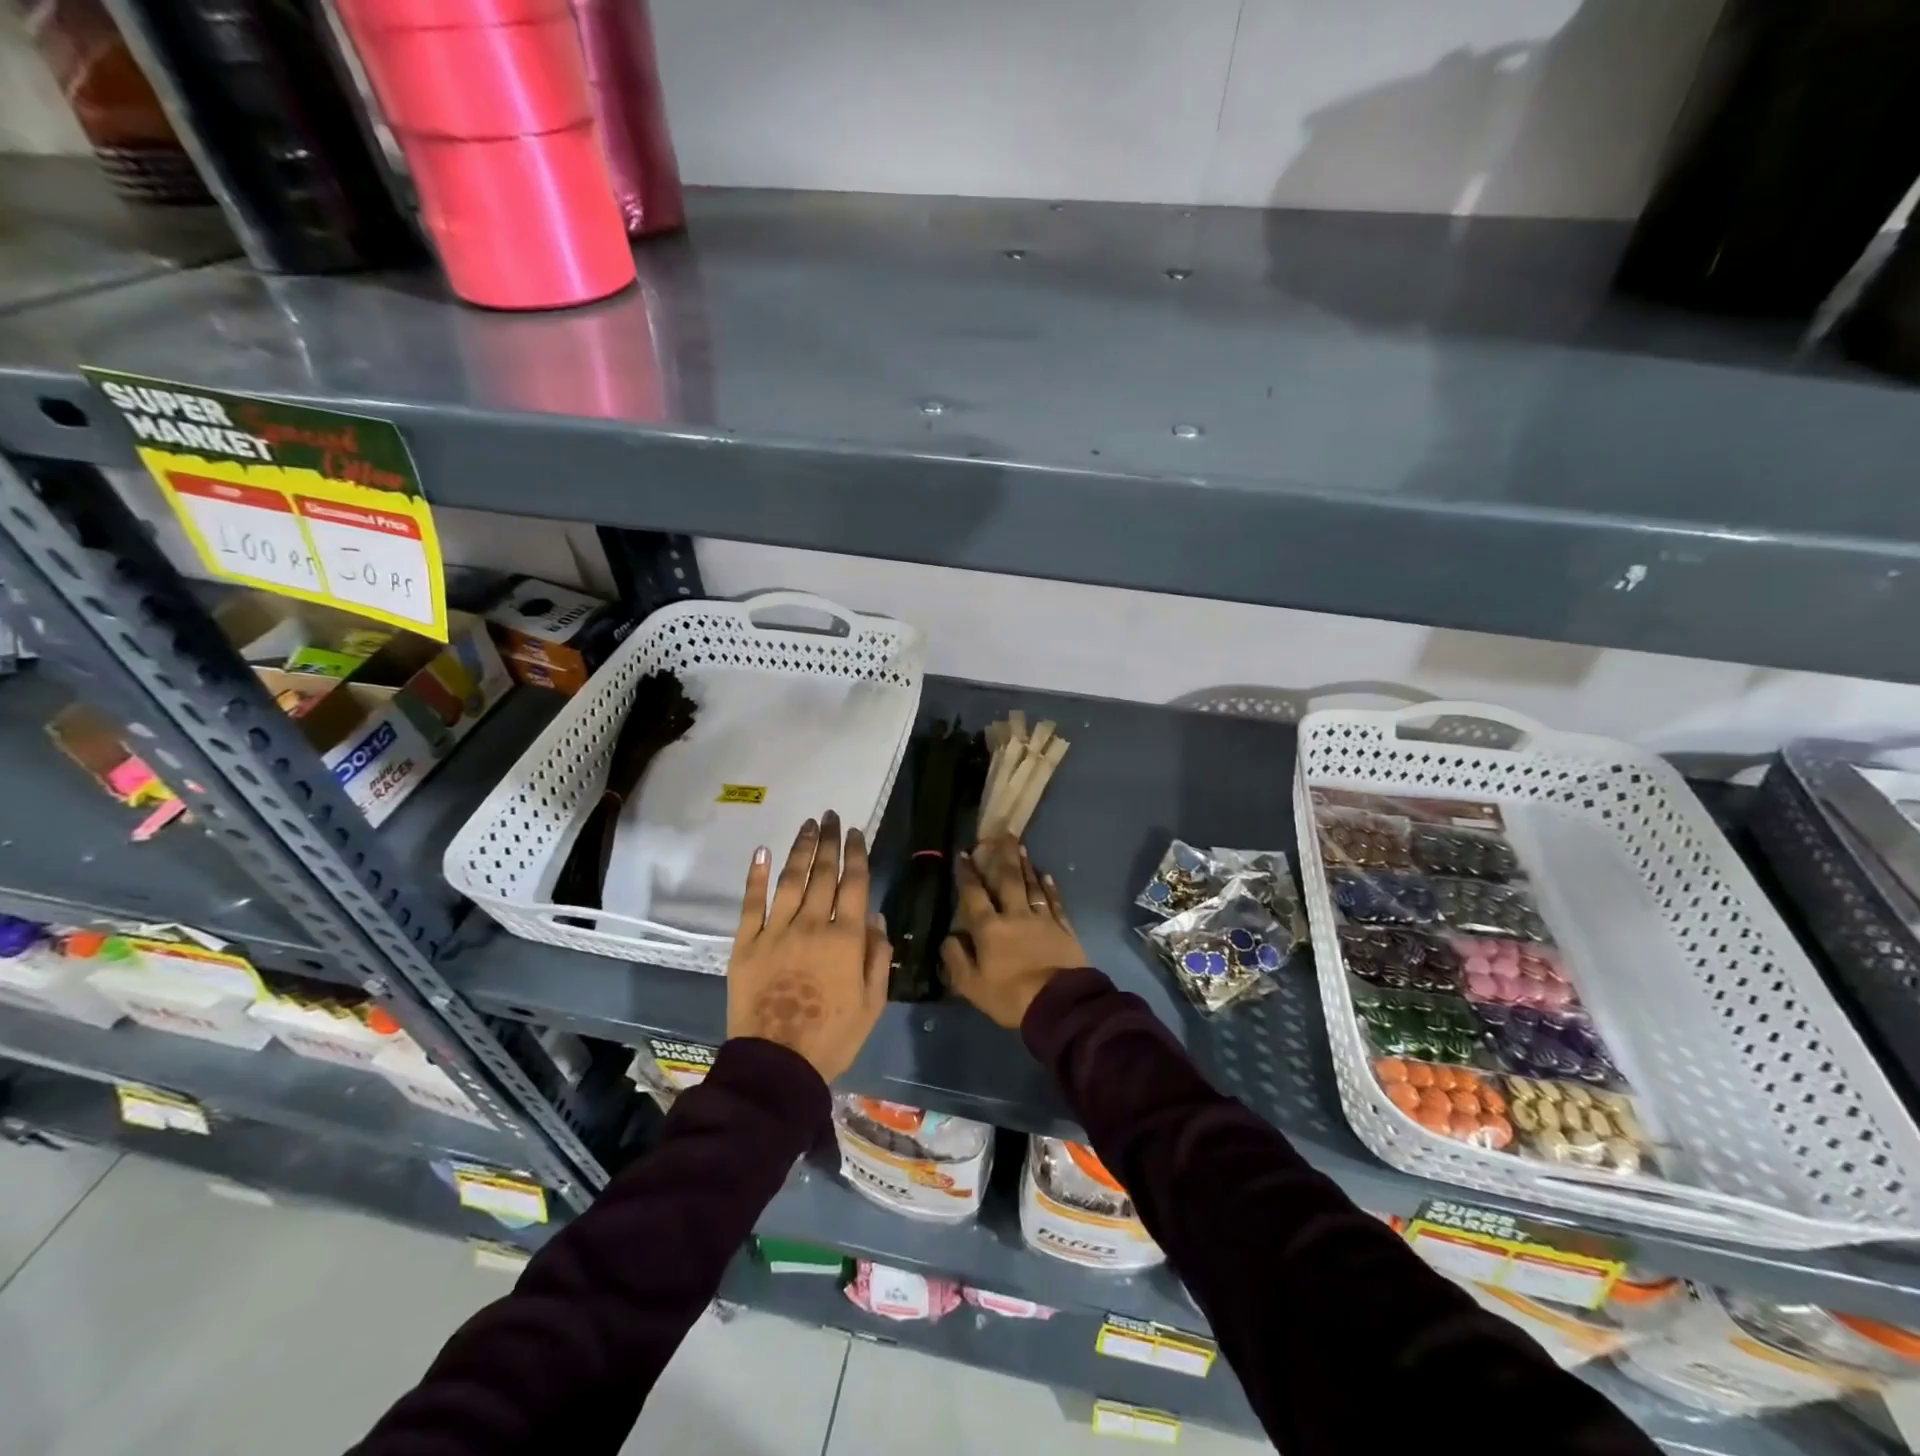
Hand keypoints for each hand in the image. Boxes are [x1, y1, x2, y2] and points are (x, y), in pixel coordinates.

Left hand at [726, 812, 889, 1081]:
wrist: (777, 1064)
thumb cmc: (832, 1037)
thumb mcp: (872, 1002)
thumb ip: (877, 956)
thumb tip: (875, 917)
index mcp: (845, 939)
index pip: (854, 884)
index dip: (856, 854)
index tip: (856, 832)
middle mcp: (812, 925)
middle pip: (823, 874)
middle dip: (830, 842)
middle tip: (831, 816)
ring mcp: (775, 932)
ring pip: (791, 880)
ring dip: (801, 849)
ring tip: (808, 825)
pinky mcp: (746, 944)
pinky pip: (752, 903)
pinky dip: (756, 876)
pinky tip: (762, 852)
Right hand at [942, 836, 1087, 1027]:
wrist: (1059, 1005)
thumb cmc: (1010, 997)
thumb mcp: (971, 986)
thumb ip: (956, 959)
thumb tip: (949, 937)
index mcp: (989, 929)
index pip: (974, 895)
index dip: (968, 874)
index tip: (964, 854)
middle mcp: (1015, 916)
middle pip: (1007, 880)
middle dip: (1002, 856)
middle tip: (1001, 834)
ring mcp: (1042, 920)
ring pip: (1031, 886)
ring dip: (1025, 865)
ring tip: (1020, 846)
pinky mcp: (1063, 928)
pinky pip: (1055, 902)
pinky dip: (1050, 887)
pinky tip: (1046, 875)